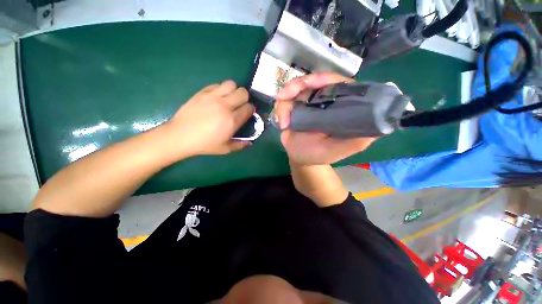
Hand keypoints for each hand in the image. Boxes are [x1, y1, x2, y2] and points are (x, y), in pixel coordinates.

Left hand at [164, 80, 254, 157]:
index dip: (251, 110)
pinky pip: (217, 85)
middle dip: (245, 98)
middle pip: (243, 93)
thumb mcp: (225, 149)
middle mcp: (225, 106)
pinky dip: (220, 89)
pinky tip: (217, 98)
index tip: (248, 113)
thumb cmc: (205, 144)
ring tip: (229, 99)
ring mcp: (213, 97)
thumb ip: (240, 145)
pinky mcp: (202, 92)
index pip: (249, 108)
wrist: (180, 136)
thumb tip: (250, 142)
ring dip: (234, 90)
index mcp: (232, 120)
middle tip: (240, 105)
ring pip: (231, 84)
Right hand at [275, 72, 376, 165]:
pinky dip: (281, 109)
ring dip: (286, 96)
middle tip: (286, 95)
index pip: (339, 84)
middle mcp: (325, 101)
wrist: (299, 157)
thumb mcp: (337, 150)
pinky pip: (284, 100)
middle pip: (314, 81)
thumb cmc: (318, 154)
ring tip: (283, 118)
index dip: (326, 79)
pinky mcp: (294, 106)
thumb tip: (381, 123)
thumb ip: (356, 140)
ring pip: (296, 87)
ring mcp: (308, 102)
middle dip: (299, 85)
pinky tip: (282, 124)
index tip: (314, 83)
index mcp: (340, 107)